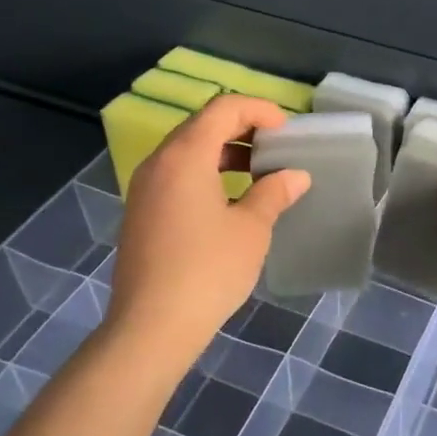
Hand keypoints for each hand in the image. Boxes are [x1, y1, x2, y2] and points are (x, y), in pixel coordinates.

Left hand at [105, 95, 310, 367]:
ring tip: (258, 174)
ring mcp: (144, 188)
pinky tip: (230, 201)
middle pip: (202, 125)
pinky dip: (205, 173)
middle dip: (243, 129)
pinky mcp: (141, 212)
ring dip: (224, 152)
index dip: (259, 110)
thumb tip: (296, 175)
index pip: (223, 108)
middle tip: (276, 150)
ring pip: (187, 151)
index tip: (286, 132)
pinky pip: (176, 175)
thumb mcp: (251, 229)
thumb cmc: (208, 270)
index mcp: (185, 155)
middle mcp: (158, 162)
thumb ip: (274, 193)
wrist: (151, 327)